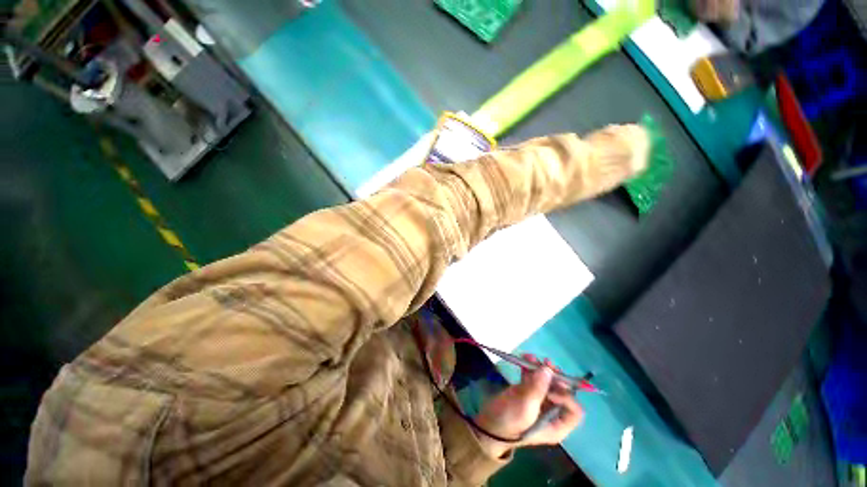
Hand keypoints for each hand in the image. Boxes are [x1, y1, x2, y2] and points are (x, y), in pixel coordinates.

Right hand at [474, 355, 583, 457]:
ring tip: (530, 357)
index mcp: (556, 424)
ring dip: (540, 368)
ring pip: (546, 381)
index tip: (550, 387)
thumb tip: (547, 369)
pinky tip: (524, 359)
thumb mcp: (525, 408)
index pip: (574, 410)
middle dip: (553, 376)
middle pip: (561, 391)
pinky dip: (530, 368)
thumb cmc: (510, 421)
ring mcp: (538, 400)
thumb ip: (537, 388)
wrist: (488, 423)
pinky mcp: (526, 391)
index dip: (566, 396)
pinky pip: (533, 377)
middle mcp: (551, 412)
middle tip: (545, 362)